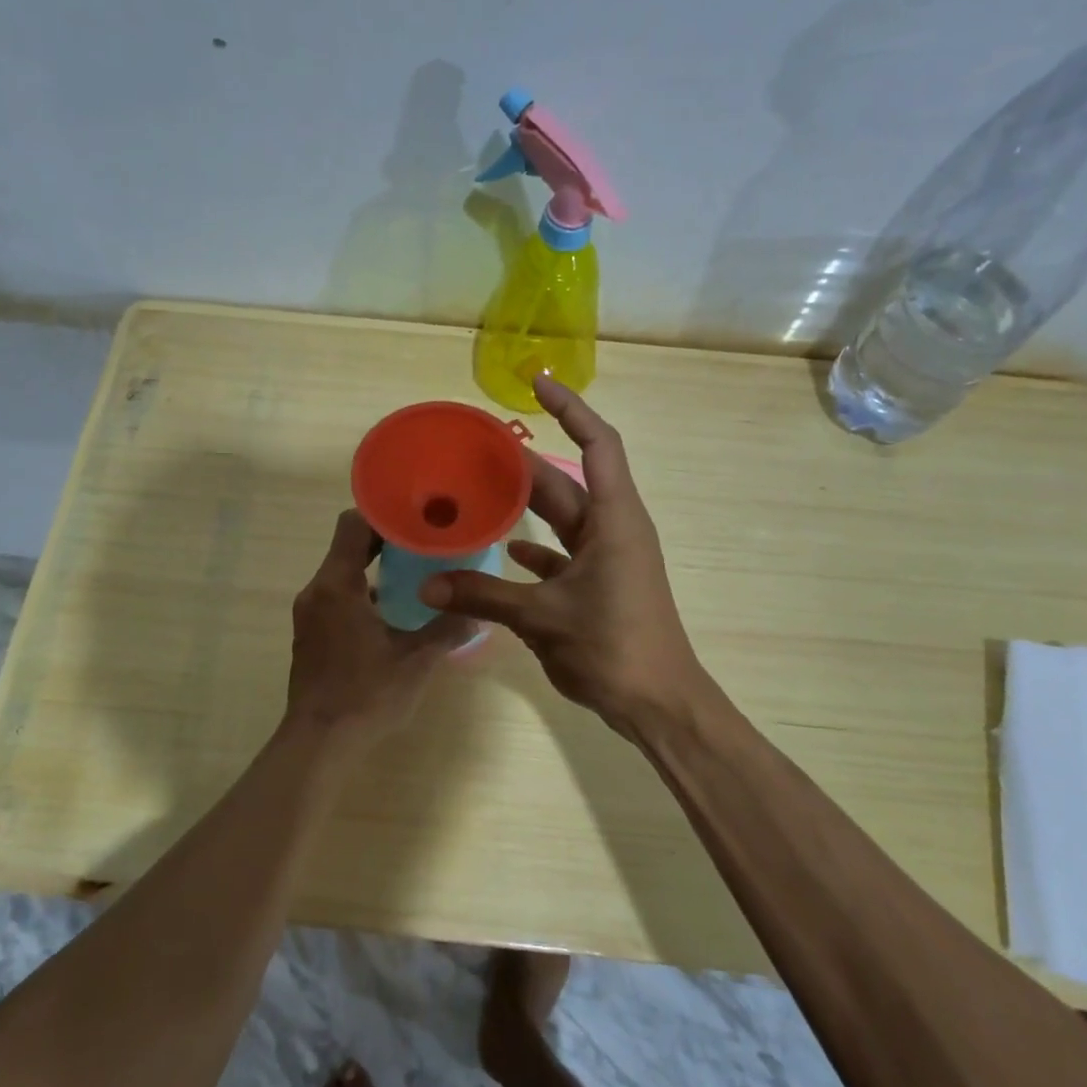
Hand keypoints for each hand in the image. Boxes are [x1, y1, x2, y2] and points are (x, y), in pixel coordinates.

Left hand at [285, 509, 474, 743]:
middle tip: (426, 540)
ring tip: (415, 572)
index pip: (353, 524)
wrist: (319, 743)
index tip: (417, 515)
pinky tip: (392, 611)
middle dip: (385, 539)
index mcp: (337, 585)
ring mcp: (309, 613)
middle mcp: (317, 591)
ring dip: (373, 567)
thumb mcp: (416, 660)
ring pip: (341, 572)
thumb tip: (479, 611)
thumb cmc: (367, 695)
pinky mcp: (310, 634)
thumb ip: (448, 629)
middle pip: (347, 545)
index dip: (384, 513)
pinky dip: (361, 592)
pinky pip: (336, 596)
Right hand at [419, 375, 705, 737]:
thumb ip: (484, 596)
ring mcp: (607, 559)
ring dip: (525, 508)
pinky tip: (501, 552)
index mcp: (613, 519)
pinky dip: (533, 551)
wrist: (658, 703)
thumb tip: (428, 584)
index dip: (570, 409)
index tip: (537, 384)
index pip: (598, 444)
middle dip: (523, 466)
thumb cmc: (613, 646)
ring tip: (477, 493)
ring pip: (560, 521)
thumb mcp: (542, 617)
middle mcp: (612, 530)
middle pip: (565, 483)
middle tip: (474, 451)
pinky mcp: (597, 587)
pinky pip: (560, 557)